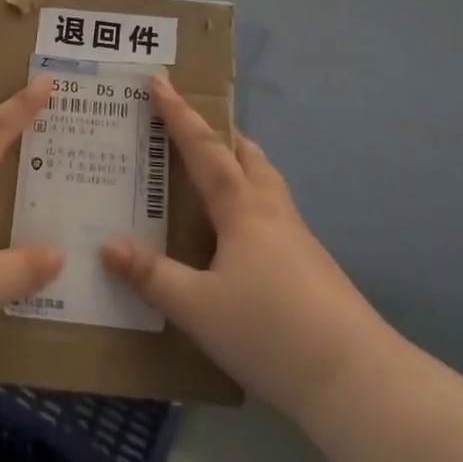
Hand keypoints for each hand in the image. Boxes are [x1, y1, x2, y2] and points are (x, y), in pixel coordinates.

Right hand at [102, 76, 381, 422]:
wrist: (356, 380)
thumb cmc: (269, 331)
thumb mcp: (197, 308)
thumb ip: (151, 276)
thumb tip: (106, 246)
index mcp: (242, 209)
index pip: (204, 149)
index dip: (179, 114)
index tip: (159, 81)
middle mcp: (273, 212)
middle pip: (248, 156)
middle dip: (220, 135)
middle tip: (190, 129)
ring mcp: (299, 239)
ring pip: (266, 184)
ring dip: (240, 167)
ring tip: (213, 176)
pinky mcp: (312, 267)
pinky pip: (274, 216)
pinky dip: (250, 204)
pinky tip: (238, 240)